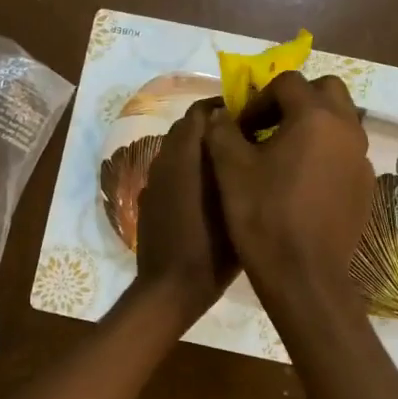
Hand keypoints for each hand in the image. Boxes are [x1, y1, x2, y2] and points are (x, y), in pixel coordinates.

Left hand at [134, 98, 239, 322]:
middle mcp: (164, 162)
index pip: (199, 113)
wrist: (170, 289)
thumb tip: (238, 137)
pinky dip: (185, 171)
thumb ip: (234, 165)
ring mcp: (153, 182)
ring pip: (176, 151)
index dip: (222, 109)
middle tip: (243, 141)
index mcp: (184, 157)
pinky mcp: (148, 201)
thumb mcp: (235, 205)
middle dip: (212, 128)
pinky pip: (169, 173)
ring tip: (230, 166)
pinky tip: (206, 193)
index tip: (249, 117)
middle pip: (186, 129)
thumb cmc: (211, 251)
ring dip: (198, 150)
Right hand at [204, 72, 372, 312]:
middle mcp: (347, 129)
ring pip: (340, 121)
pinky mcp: (365, 186)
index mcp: (315, 117)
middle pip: (326, 91)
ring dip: (312, 125)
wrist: (304, 275)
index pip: (287, 82)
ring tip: (283, 153)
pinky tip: (301, 182)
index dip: (259, 97)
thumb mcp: (230, 169)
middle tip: (269, 125)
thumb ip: (222, 131)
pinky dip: (325, 153)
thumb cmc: (263, 216)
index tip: (241, 125)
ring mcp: (361, 159)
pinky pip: (345, 153)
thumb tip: (222, 115)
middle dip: (296, 99)